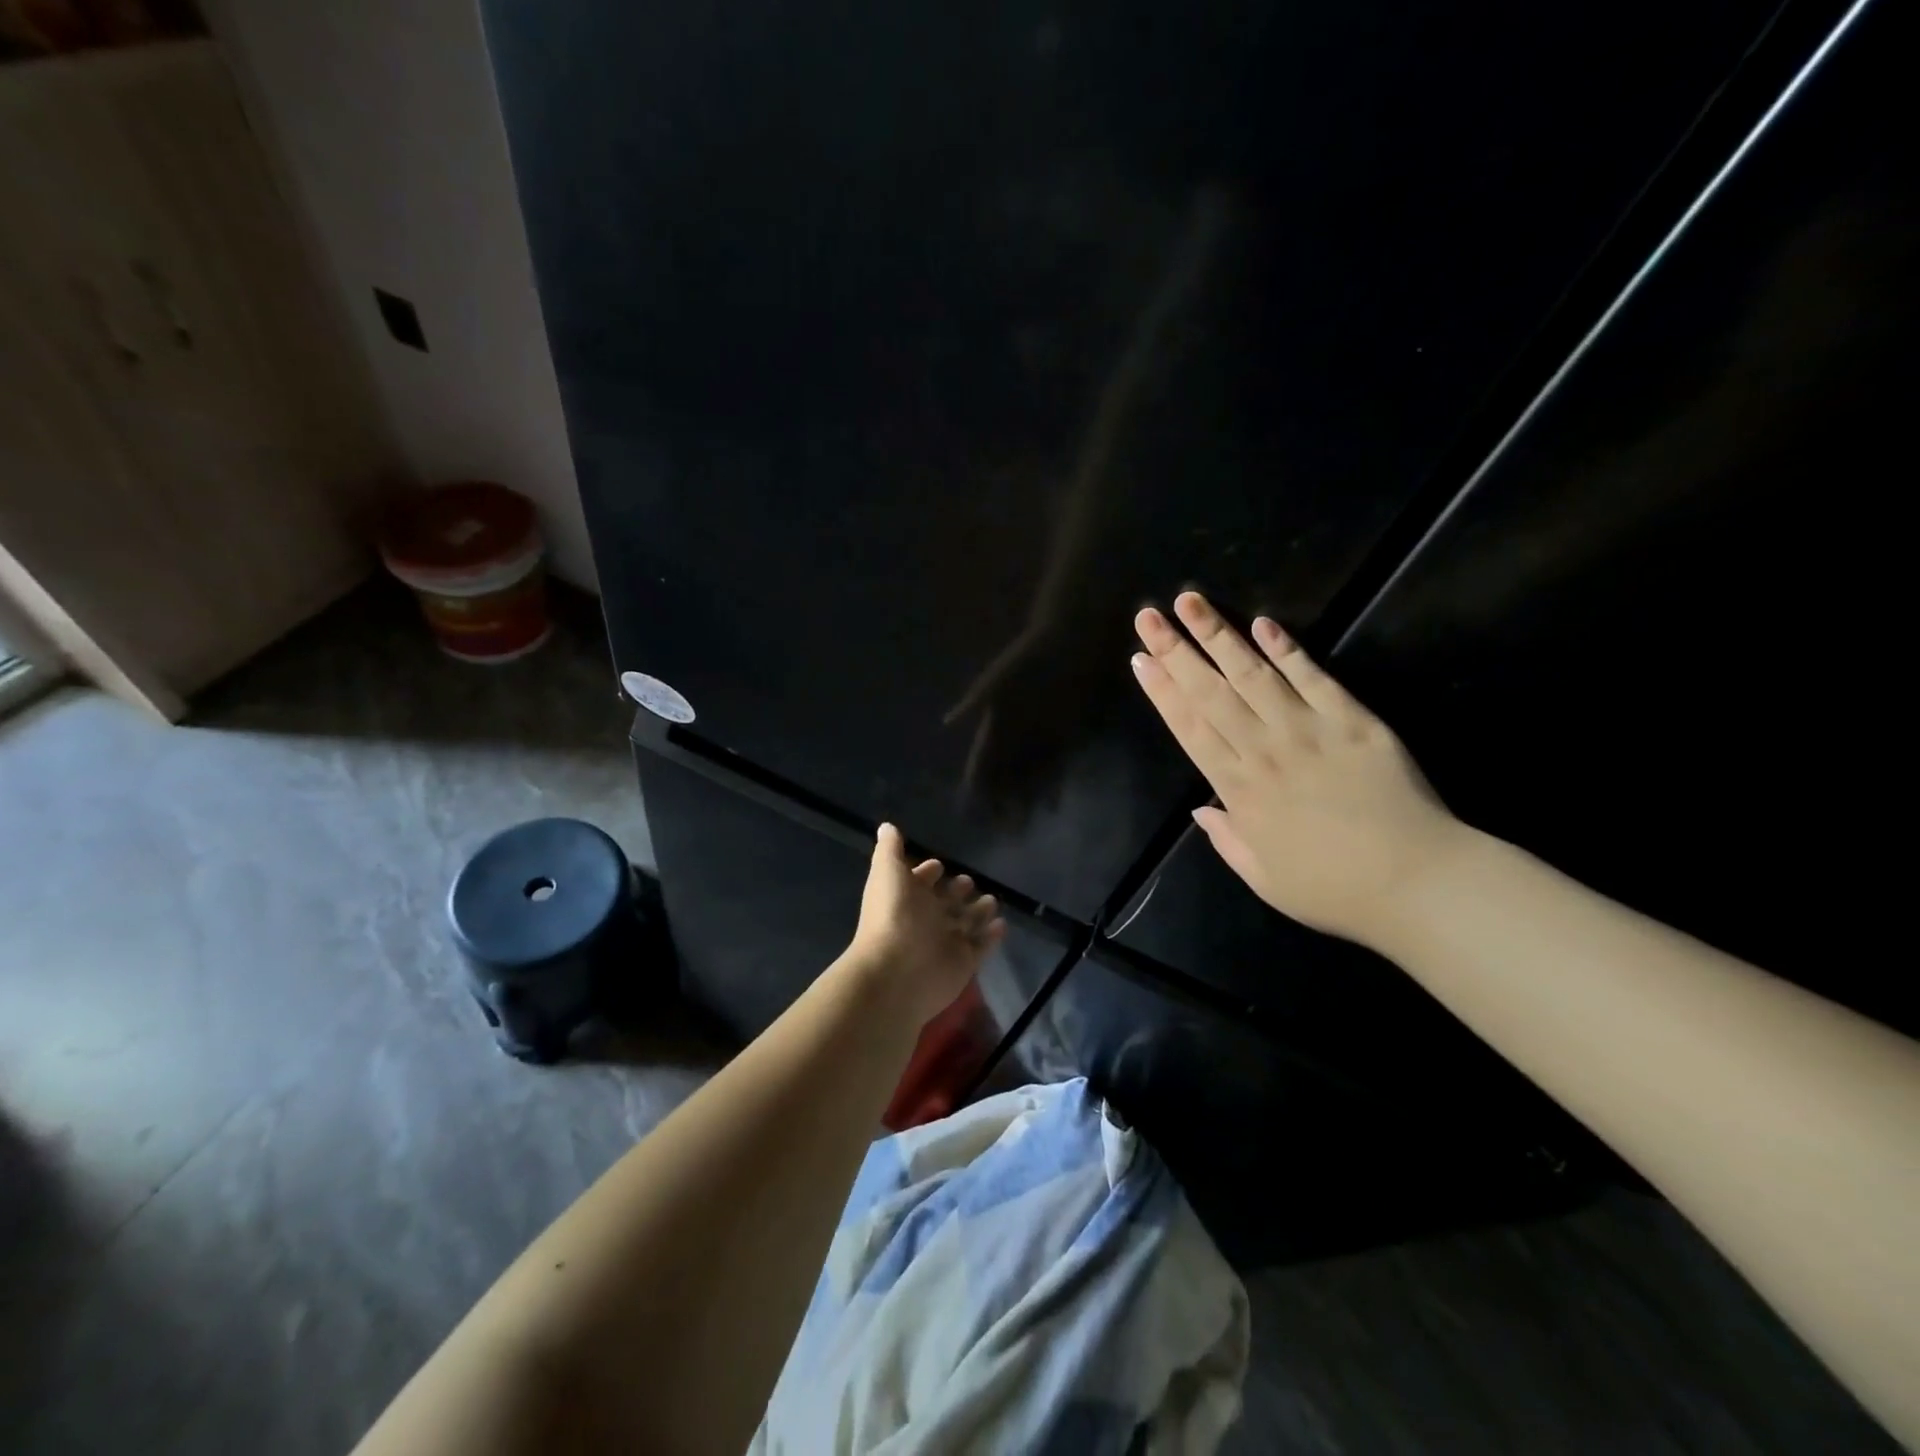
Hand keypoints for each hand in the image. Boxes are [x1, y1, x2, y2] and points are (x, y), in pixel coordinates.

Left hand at [845, 824, 1005, 1022]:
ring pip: (965, 923)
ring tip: (993, 900)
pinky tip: (1002, 924)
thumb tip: (886, 826)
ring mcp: (945, 942)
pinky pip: (981, 946)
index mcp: (906, 897)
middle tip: (970, 881)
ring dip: (978, 911)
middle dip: (957, 890)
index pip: (919, 881)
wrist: (898, 971)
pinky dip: (991, 936)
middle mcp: (925, 919)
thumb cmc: (893, 915)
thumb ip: (890, 849)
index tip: (941, 864)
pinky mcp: (964, 962)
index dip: (928, 873)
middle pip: (945, 902)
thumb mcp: (887, 872)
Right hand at [1130, 591, 1464, 946]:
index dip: (1162, 692)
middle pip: (1211, 693)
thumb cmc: (1334, 889)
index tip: (1141, 659)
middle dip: (1176, 651)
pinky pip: (1314, 678)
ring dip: (1219, 636)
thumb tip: (1200, 808)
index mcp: (1240, 791)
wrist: (1417, 882)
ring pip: (1253, 675)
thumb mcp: (1264, 879)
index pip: (1190, 729)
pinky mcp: (1353, 720)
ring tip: (1191, 602)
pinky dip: (1287, 649)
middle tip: (1148, 616)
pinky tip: (1263, 623)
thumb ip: (1228, 839)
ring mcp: (1308, 730)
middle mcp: (1264, 750)